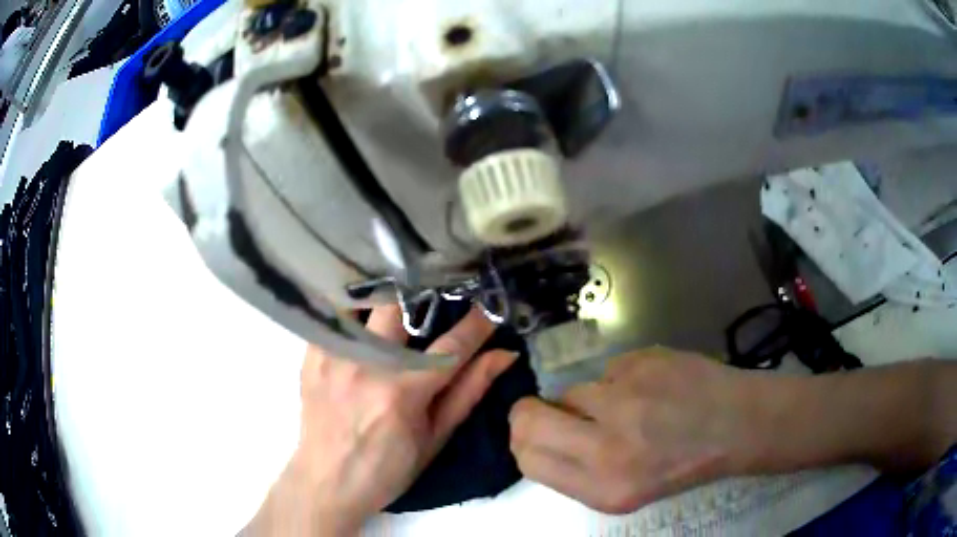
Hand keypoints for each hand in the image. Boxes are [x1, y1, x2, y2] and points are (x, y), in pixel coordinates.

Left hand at [249, 305, 515, 535]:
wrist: (328, 482)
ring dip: (386, 298)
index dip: (477, 324)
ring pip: (362, 302)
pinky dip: (354, 311)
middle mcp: (365, 365)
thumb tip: (503, 354)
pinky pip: (332, 316)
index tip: (491, 308)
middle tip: (438, 299)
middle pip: (398, 306)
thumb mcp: (435, 438)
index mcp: (401, 393)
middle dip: (425, 296)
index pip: (450, 346)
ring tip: (400, 303)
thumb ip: (468, 392)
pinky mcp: (311, 356)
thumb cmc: (388, 469)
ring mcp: (333, 357)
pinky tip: (364, 319)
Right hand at [509, 347, 763, 513]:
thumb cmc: (683, 464)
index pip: (527, 458)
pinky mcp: (642, 361)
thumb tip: (540, 436)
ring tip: (630, 405)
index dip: (523, 441)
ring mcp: (626, 398)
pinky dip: (621, 379)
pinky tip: (652, 388)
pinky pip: (609, 369)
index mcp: (604, 488)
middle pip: (528, 418)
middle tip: (555, 412)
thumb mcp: (625, 491)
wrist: (737, 423)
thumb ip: (577, 470)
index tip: (535, 433)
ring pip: (573, 390)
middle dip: (529, 412)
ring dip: (590, 398)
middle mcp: (609, 446)